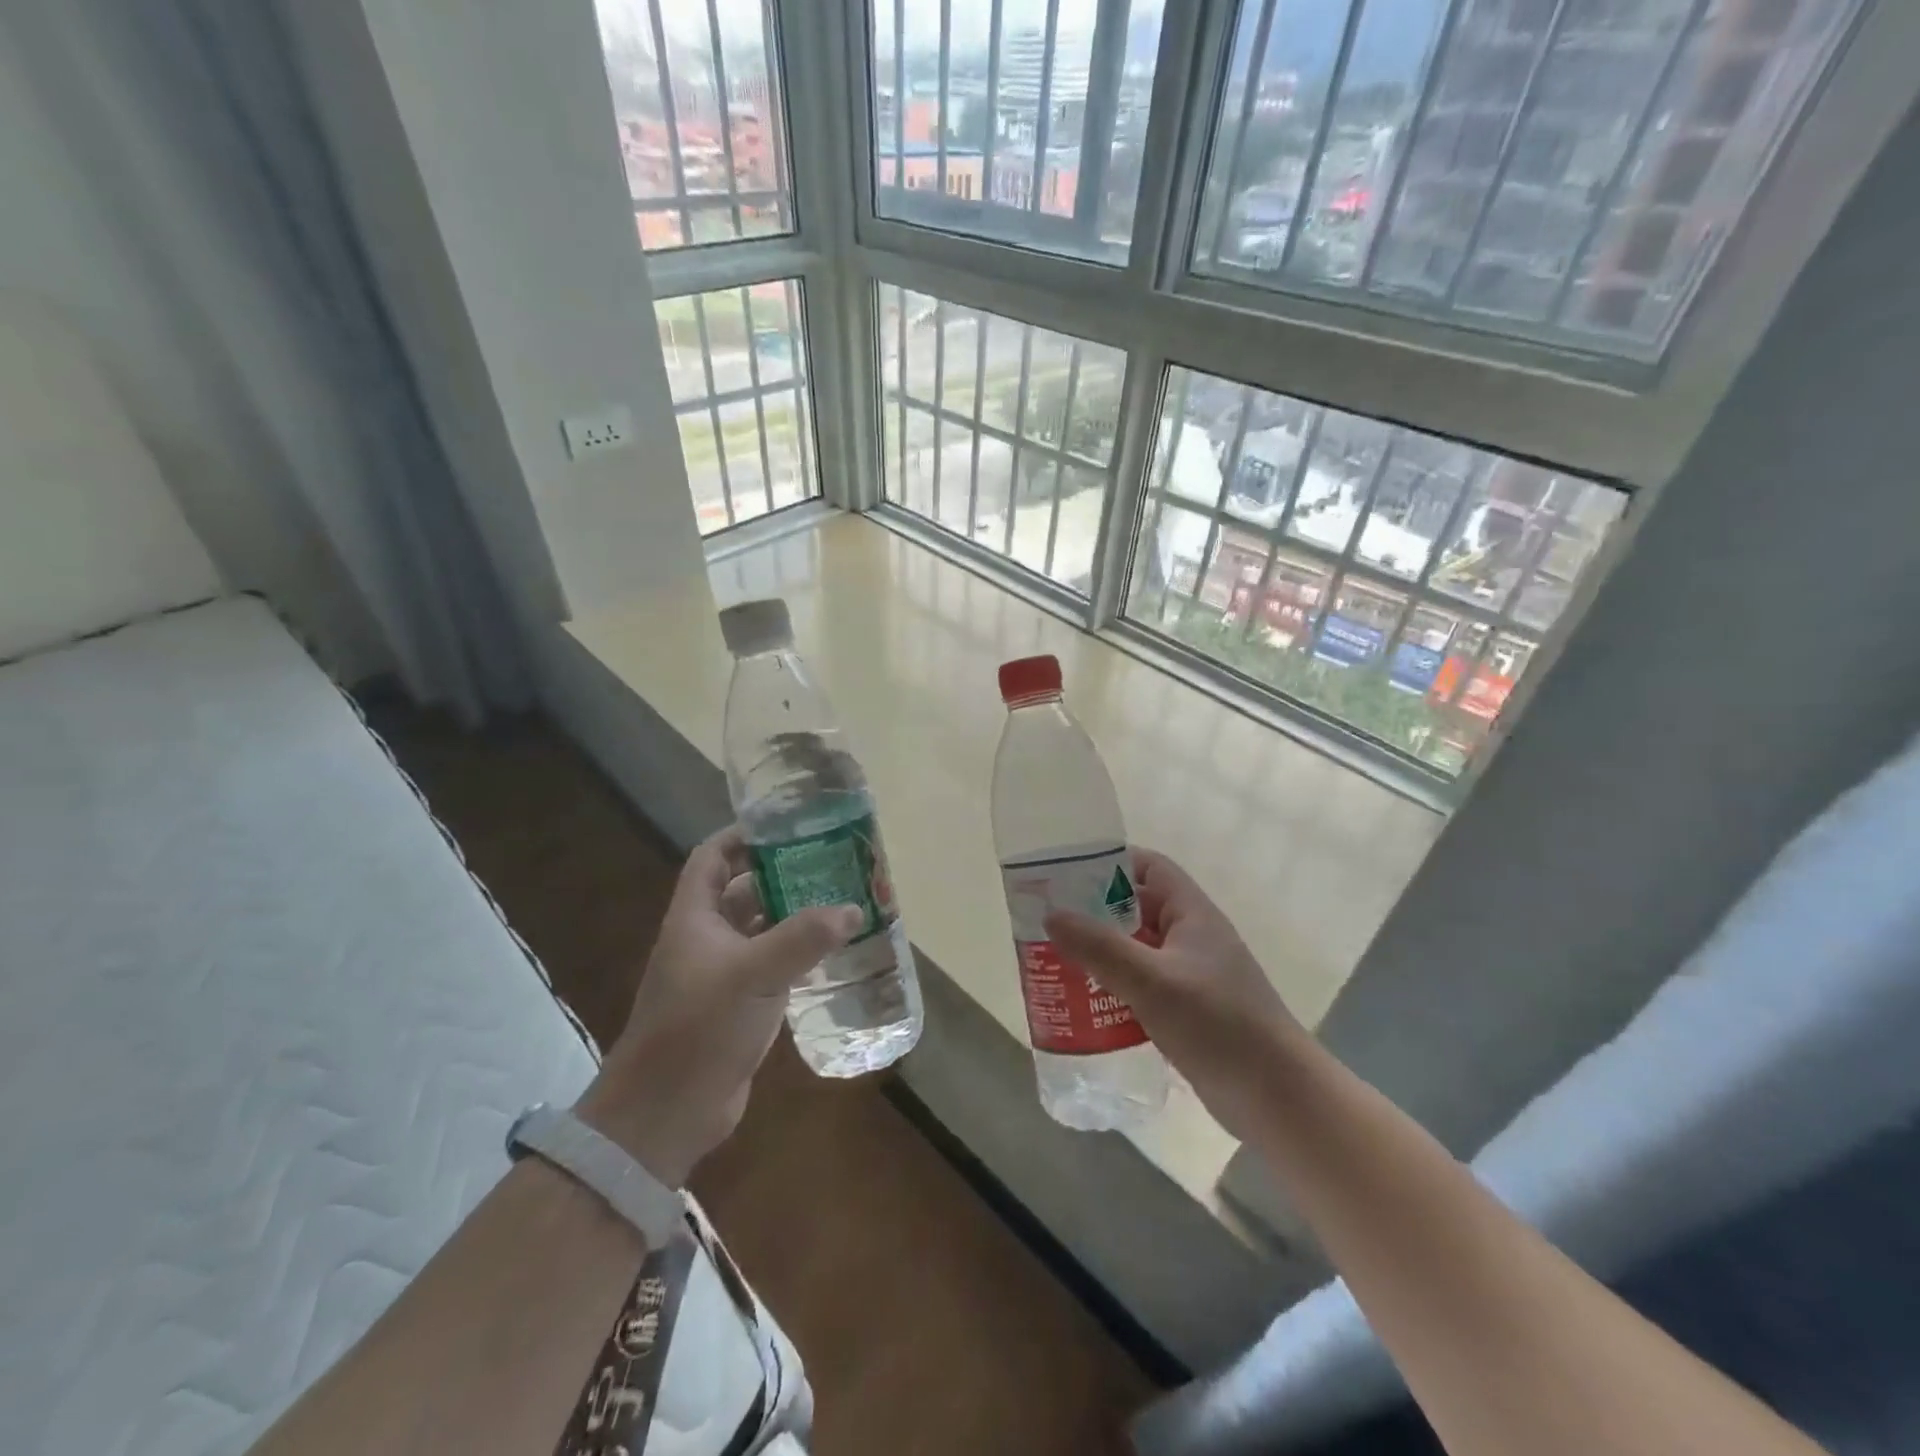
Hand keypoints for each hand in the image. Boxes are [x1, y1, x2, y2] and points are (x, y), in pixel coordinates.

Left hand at [575, 826, 861, 1185]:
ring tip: (841, 901)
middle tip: (831, 864)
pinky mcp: (739, 1006)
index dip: (743, 836)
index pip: (712, 857)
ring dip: (795, 917)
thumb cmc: (699, 1027)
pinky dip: (798, 955)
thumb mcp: (753, 974)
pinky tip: (833, 953)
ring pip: (762, 930)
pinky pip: (772, 966)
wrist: (666, 1111)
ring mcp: (722, 974)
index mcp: (695, 918)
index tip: (787, 826)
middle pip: (744, 890)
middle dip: (783, 875)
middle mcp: (706, 939)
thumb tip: (854, 908)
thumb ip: (804, 938)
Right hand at [1045, 848, 1305, 1138]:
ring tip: (1056, 961)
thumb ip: (1100, 947)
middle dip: (1095, 912)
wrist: (1278, 1098)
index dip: (1112, 864)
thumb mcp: (1153, 981)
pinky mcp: (1187, 1012)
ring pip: (1137, 951)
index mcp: (1193, 914)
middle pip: (1137, 910)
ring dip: (1101, 954)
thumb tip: (1051, 915)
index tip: (1068, 875)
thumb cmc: (1219, 1024)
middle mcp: (1192, 938)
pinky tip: (1085, 1004)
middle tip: (1050, 921)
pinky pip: (1142, 987)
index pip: (1150, 868)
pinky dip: (1114, 988)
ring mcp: (1191, 977)